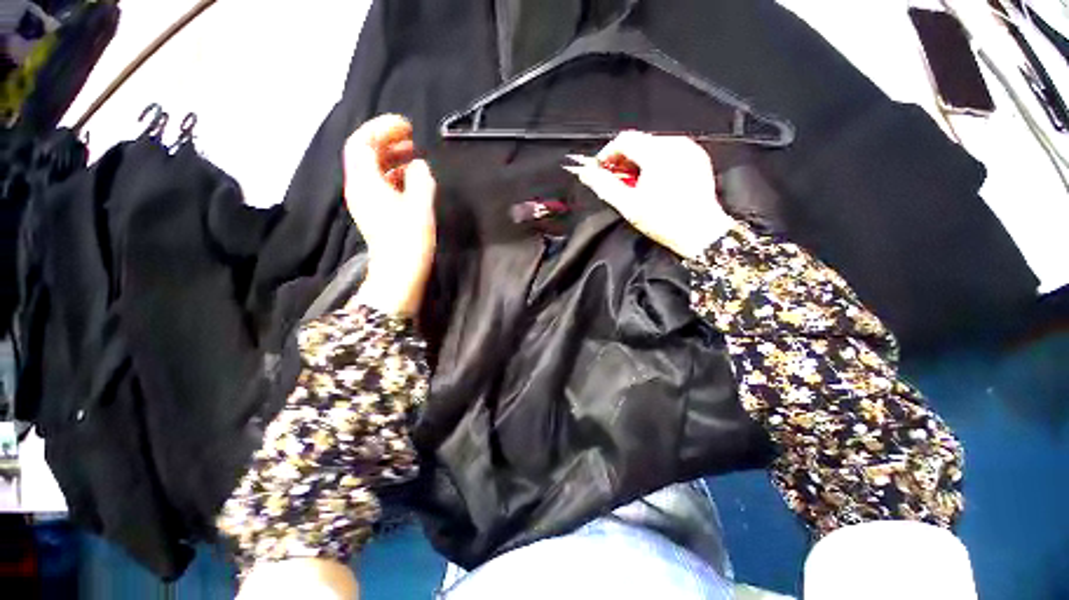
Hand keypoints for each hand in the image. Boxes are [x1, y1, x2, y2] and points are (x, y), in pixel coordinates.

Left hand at [343, 115, 435, 315]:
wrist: (399, 273)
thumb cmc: (409, 240)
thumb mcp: (420, 205)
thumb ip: (420, 178)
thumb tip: (419, 165)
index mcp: (365, 182)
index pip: (362, 142)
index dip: (382, 128)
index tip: (406, 126)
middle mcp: (359, 188)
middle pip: (365, 153)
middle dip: (387, 140)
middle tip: (412, 137)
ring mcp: (365, 201)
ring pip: (372, 169)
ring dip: (391, 157)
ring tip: (414, 155)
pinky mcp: (374, 212)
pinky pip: (379, 183)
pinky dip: (393, 174)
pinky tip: (411, 177)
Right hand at [564, 131, 734, 258]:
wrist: (701, 232)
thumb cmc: (664, 221)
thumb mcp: (628, 205)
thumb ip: (604, 186)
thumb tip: (586, 174)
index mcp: (658, 153)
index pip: (624, 139)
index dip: (607, 154)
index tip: (599, 170)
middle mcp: (675, 144)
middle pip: (639, 142)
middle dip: (622, 159)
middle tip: (614, 181)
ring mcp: (689, 150)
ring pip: (653, 147)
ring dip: (637, 162)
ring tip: (632, 184)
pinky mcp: (697, 158)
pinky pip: (669, 152)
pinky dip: (654, 163)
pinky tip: (651, 182)